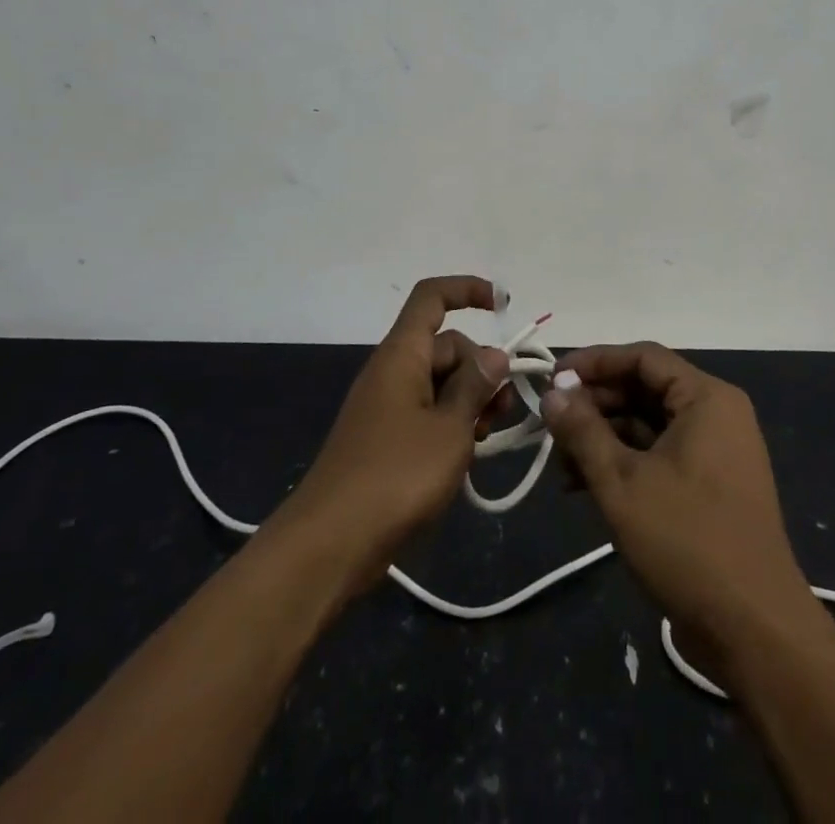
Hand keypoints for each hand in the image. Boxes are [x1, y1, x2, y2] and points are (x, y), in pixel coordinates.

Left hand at [274, 276, 511, 595]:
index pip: (432, 298)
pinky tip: (470, 454)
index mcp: (403, 355)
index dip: (468, 290)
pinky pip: (428, 413)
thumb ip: (476, 386)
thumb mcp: (450, 428)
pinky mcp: (386, 440)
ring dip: (471, 399)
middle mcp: (393, 371)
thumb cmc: (395, 475)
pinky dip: (453, 423)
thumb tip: (493, 354)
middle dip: (481, 367)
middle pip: (446, 346)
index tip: (504, 306)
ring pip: (440, 383)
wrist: (330, 545)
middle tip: (504, 408)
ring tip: (489, 436)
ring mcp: (387, 407)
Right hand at [541, 342, 820, 684]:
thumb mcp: (622, 482)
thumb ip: (583, 431)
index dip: (594, 362)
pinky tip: (585, 486)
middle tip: (550, 426)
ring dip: (604, 438)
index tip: (552, 378)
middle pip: (645, 388)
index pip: (643, 357)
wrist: (755, 630)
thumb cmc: (687, 542)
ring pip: (649, 425)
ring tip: (561, 465)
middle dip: (595, 405)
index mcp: (706, 398)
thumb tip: (552, 392)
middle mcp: (716, 414)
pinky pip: (661, 454)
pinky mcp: (711, 486)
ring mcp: (717, 451)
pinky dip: (625, 463)